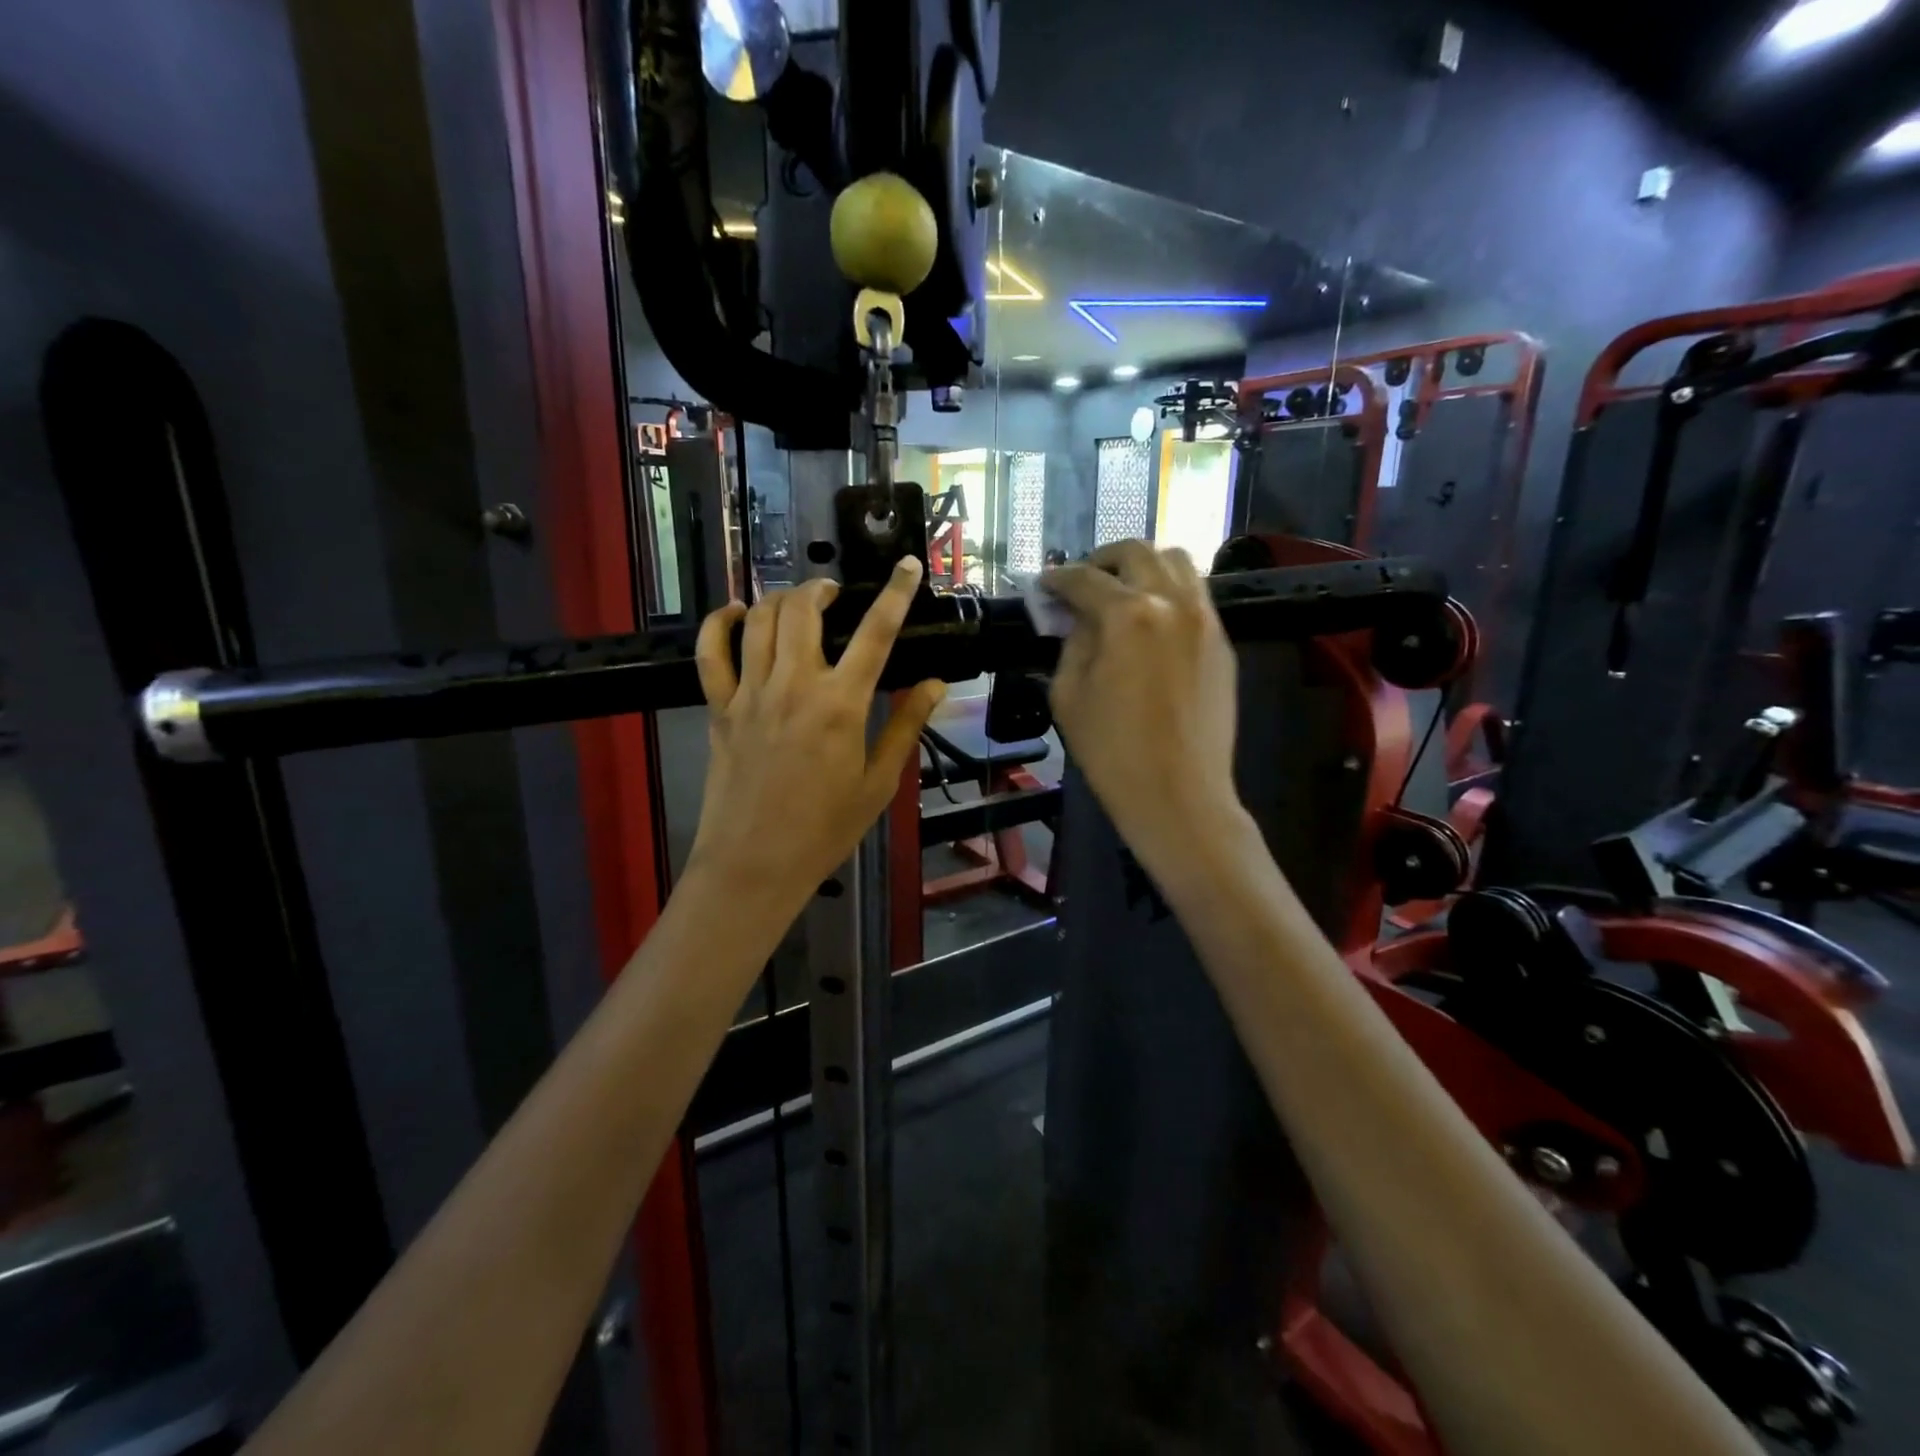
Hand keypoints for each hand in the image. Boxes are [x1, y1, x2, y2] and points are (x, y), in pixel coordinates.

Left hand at [689, 557, 944, 908]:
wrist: (755, 864)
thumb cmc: (825, 829)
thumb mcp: (879, 782)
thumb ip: (905, 726)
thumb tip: (935, 684)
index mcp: (841, 705)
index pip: (875, 633)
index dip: (895, 593)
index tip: (906, 565)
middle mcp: (794, 686)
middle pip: (804, 610)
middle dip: (822, 588)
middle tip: (835, 593)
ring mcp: (750, 693)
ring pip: (759, 621)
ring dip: (780, 598)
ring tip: (798, 601)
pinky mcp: (719, 708)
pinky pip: (710, 652)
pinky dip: (720, 623)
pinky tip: (736, 613)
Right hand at [1045, 541, 1241, 861]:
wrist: (1179, 795)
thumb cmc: (1112, 752)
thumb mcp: (1069, 696)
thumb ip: (1072, 643)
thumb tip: (1078, 619)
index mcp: (1128, 616)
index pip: (1085, 579)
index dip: (1057, 579)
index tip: (1044, 585)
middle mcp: (1172, 603)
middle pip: (1137, 552)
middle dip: (1102, 559)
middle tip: (1082, 581)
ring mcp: (1205, 619)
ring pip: (1177, 563)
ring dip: (1143, 566)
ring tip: (1122, 591)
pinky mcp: (1222, 642)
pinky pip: (1196, 595)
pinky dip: (1169, 592)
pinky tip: (1152, 621)